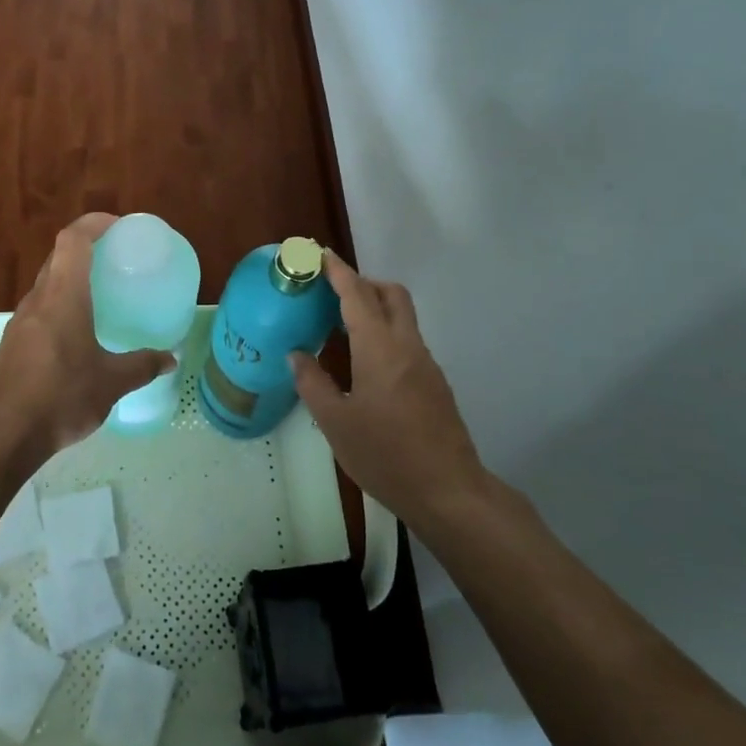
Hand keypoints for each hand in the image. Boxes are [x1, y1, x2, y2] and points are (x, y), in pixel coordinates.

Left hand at [0, 214, 175, 460]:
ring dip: (70, 279)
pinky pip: (39, 311)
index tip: (118, 226)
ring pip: (46, 285)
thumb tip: (170, 359)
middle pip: (58, 257)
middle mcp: (38, 300)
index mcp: (63, 296)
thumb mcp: (111, 383)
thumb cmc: (60, 397)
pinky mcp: (11, 345)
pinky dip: (59, 307)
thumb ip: (142, 366)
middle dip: (85, 249)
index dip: (94, 223)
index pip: (73, 239)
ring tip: (99, 295)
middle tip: (115, 258)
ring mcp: (20, 322)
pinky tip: (76, 336)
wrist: (1, 435)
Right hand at [290, 252, 490, 529]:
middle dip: (362, 282)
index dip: (337, 270)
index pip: (357, 294)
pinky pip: (407, 341)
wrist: (450, 491)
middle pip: (390, 294)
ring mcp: (425, 363)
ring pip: (402, 316)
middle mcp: (406, 345)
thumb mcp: (335, 422)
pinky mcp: (434, 383)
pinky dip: (385, 334)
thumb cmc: (386, 455)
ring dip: (375, 308)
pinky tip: (365, 365)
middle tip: (331, 293)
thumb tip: (295, 355)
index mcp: (379, 348)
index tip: (319, 254)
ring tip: (341, 327)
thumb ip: (312, 383)